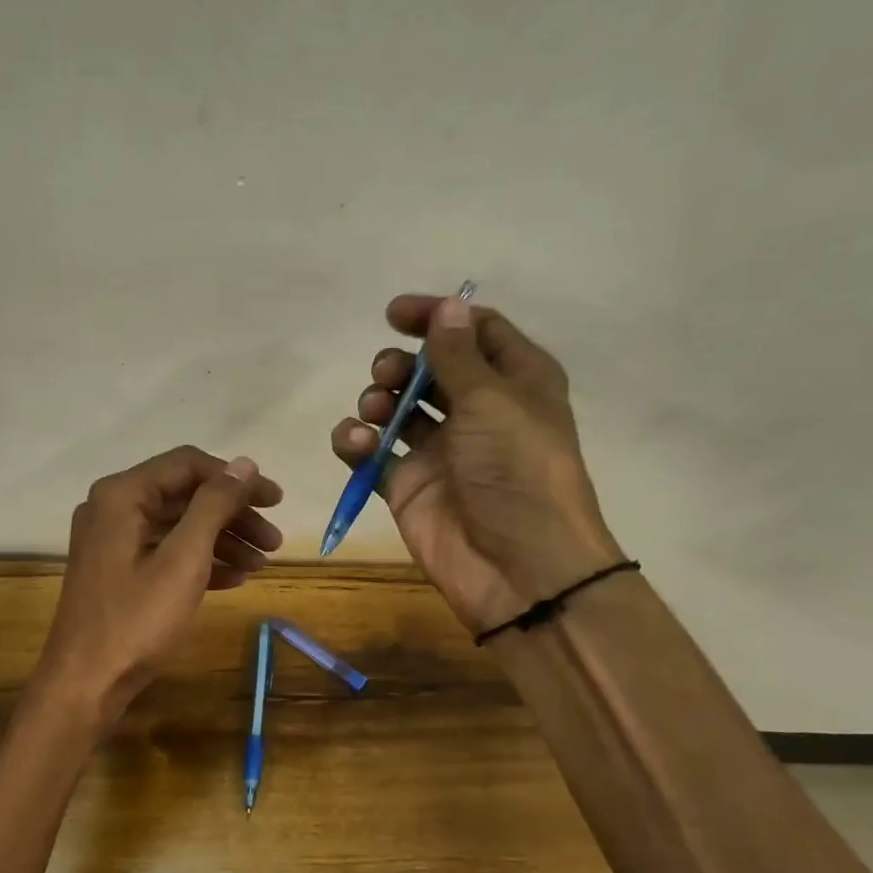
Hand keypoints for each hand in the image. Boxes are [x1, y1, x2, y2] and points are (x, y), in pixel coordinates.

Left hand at [34, 445, 282, 719]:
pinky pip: (165, 552)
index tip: (276, 501)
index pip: (188, 464)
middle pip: (185, 495)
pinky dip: (200, 561)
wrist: (86, 683)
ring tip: (261, 565)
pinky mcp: (117, 570)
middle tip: (274, 540)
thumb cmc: (137, 619)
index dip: (237, 479)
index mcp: (122, 495)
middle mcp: (113, 508)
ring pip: (178, 526)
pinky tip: (234, 580)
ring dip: (223, 541)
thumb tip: (244, 463)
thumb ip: (214, 505)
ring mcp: (112, 541)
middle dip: (234, 515)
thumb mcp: (184, 559)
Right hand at [330, 295, 622, 632]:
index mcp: (514, 383)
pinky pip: (372, 453)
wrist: (517, 567)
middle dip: (401, 364)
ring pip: (397, 409)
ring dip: (378, 400)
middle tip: (388, 373)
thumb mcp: (493, 401)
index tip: (394, 313)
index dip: (437, 317)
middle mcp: (477, 412)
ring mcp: (440, 451)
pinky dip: (357, 443)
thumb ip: (458, 355)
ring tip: (375, 412)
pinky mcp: (407, 486)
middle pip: (429, 370)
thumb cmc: (517, 471)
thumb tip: (448, 305)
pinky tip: (355, 443)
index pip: (475, 332)